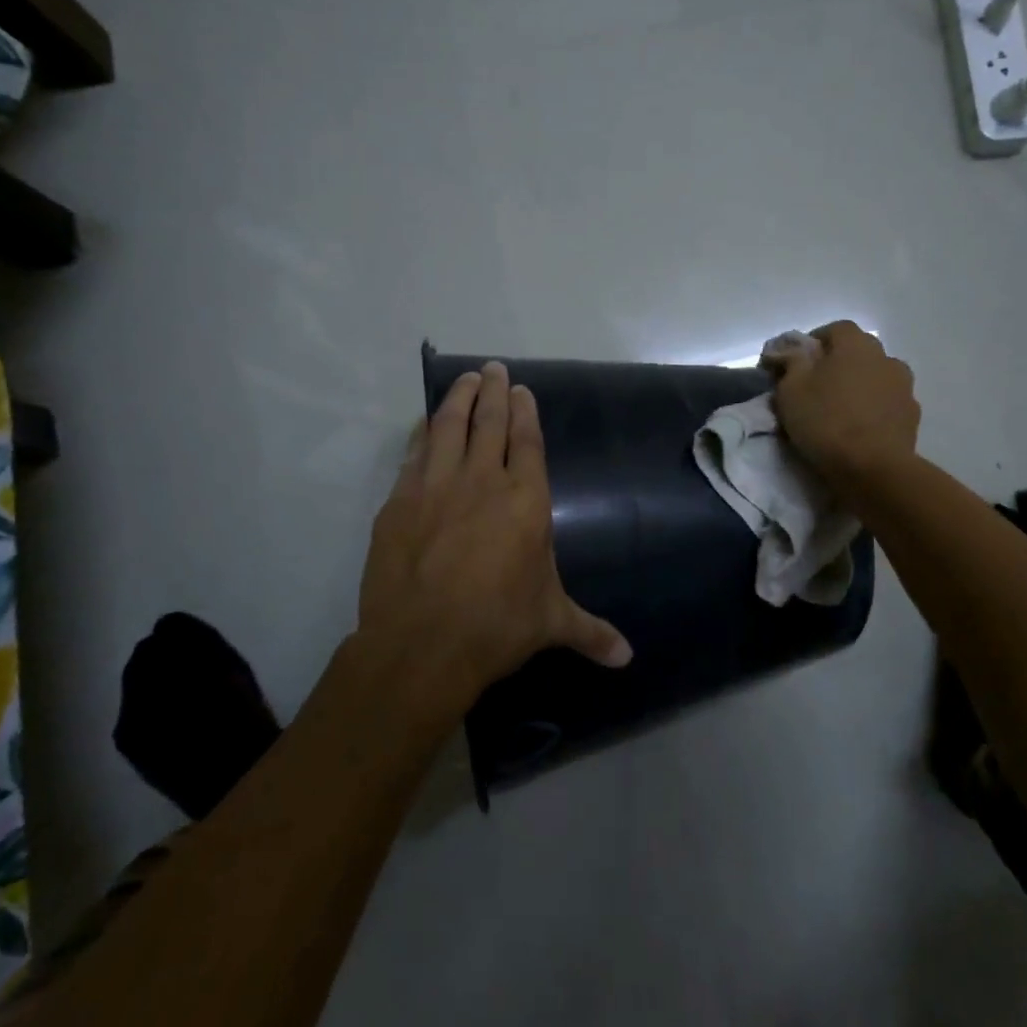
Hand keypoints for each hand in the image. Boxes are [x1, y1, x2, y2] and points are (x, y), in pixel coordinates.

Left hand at [354, 362, 631, 720]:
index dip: (524, 412)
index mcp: (525, 501)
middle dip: (492, 392)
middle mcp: (482, 482)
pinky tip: (423, 424)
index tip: (520, 388)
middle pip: (488, 424)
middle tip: (492, 368)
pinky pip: (412, 455)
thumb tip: (627, 658)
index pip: (526, 442)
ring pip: (448, 428)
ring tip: (464, 379)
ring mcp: (435, 488)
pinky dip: (420, 434)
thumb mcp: (550, 624)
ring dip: (457, 399)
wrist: (422, 644)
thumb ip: (590, 631)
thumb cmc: (497, 626)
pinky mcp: (399, 503)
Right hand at [770, 321, 919, 485]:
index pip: (836, 329)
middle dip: (839, 362)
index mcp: (855, 345)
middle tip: (817, 385)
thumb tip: (790, 350)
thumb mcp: (791, 390)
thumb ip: (790, 363)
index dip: (815, 341)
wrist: (873, 468)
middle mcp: (885, 357)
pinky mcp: (912, 415)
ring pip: (877, 376)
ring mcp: (903, 387)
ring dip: (860, 385)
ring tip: (841, 408)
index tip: (798, 361)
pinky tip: (860, 427)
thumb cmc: (826, 422)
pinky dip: (875, 408)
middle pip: (859, 351)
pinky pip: (888, 402)